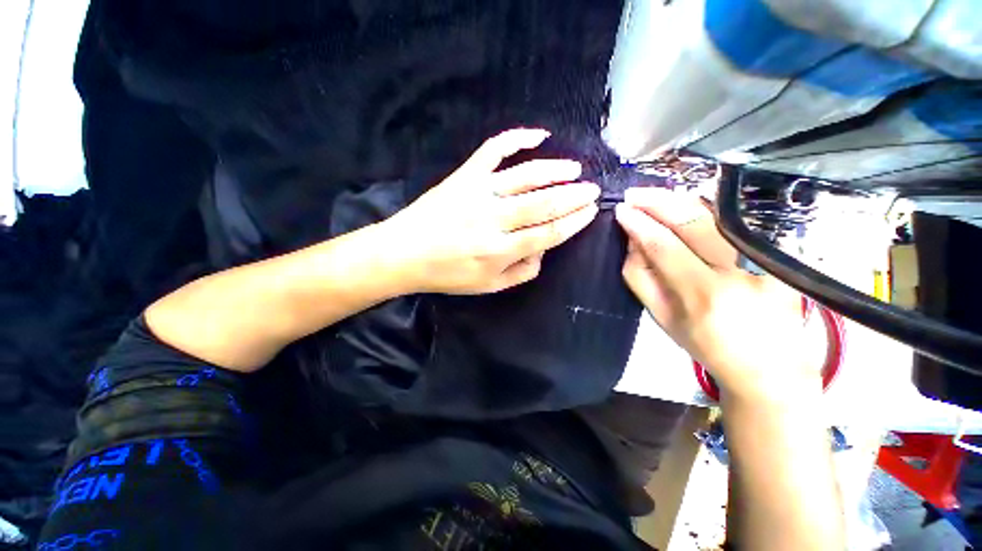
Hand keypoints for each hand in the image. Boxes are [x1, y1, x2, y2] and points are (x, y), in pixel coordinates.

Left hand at [384, 128, 599, 294]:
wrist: (404, 253)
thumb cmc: (447, 274)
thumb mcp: (488, 286)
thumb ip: (521, 272)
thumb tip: (542, 251)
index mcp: (500, 250)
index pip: (549, 232)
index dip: (574, 221)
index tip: (591, 211)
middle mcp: (494, 219)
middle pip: (544, 203)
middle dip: (574, 195)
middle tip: (592, 189)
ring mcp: (479, 193)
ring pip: (526, 176)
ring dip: (555, 170)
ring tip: (575, 169)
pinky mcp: (465, 176)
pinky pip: (494, 150)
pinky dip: (517, 138)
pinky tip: (538, 135)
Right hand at [615, 188, 819, 402]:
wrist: (769, 365)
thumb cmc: (706, 345)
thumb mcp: (661, 318)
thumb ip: (640, 278)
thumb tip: (632, 241)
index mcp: (703, 294)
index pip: (663, 245)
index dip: (639, 224)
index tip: (621, 210)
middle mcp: (738, 272)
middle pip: (693, 220)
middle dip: (658, 201)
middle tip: (634, 194)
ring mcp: (766, 259)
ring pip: (717, 214)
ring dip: (680, 199)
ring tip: (653, 195)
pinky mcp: (781, 254)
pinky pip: (737, 221)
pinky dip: (707, 207)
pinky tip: (686, 204)